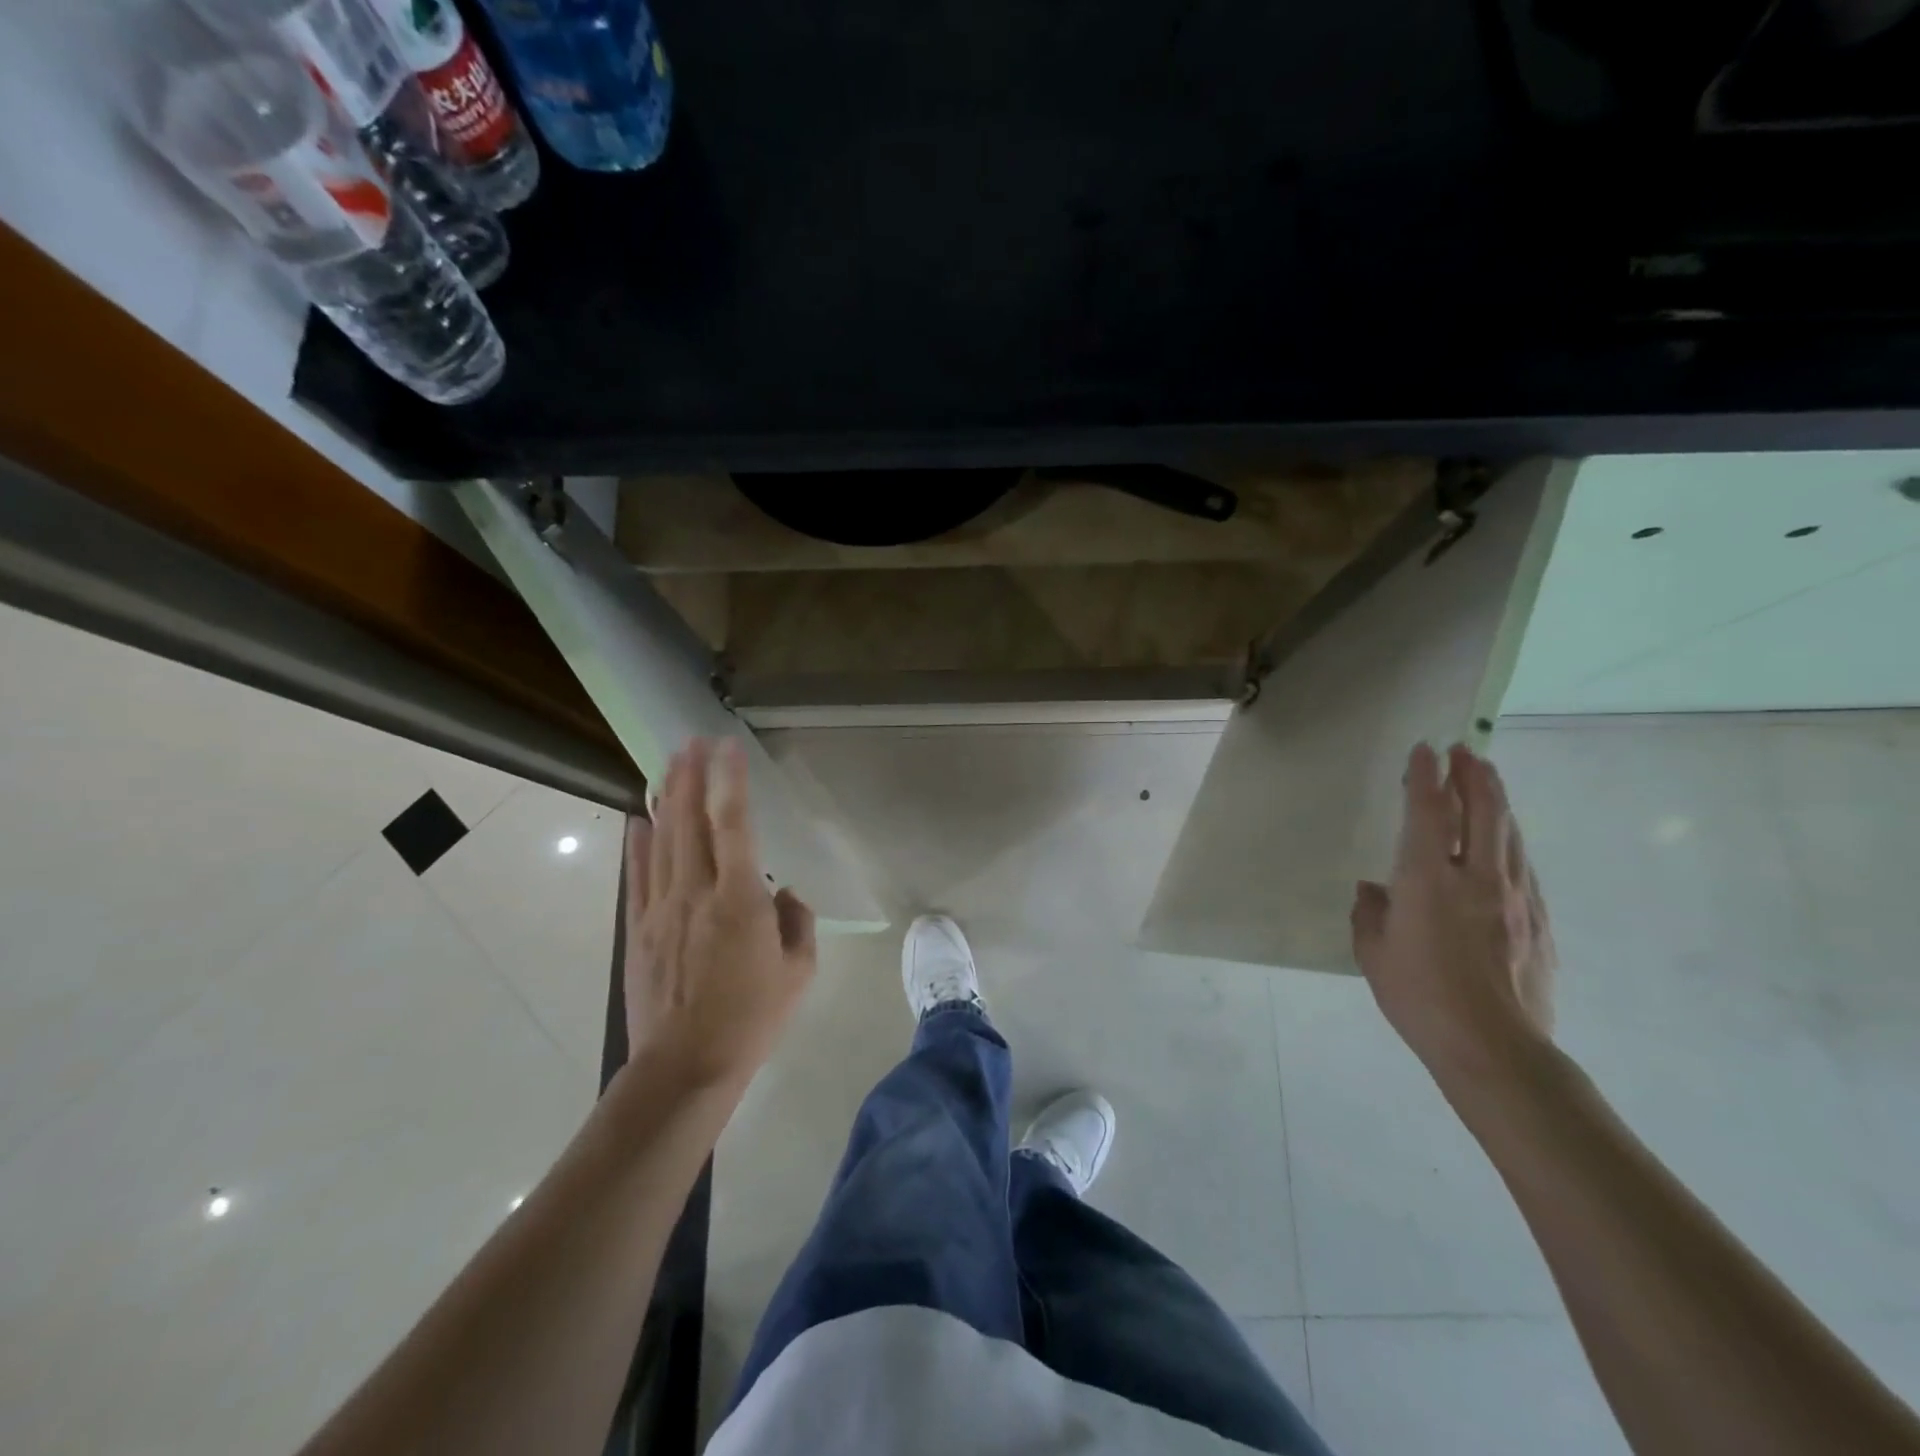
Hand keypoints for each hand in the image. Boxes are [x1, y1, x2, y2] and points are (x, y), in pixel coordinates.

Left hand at [622, 738, 816, 1091]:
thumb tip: (784, 895)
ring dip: (665, 798)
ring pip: (661, 840)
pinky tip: (637, 819)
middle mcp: (696, 891)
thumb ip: (797, 923)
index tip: (729, 748)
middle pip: (689, 820)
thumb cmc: (752, 1018)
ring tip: (667, 764)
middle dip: (690, 775)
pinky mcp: (638, 929)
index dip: (730, 781)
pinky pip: (638, 875)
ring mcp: (661, 908)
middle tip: (691, 741)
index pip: (734, 824)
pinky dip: (638, 843)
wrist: (685, 1065)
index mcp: (739, 899)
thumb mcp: (799, 971)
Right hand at [1351, 743, 1555, 1091]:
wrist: (1494, 1048)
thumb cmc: (1419, 997)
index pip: (1429, 813)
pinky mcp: (1540, 923)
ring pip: (1510, 834)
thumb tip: (1374, 890)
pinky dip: (1511, 841)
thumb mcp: (1373, 954)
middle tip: (1466, 750)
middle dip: (1473, 775)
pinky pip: (1524, 867)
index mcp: (1428, 881)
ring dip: (1497, 801)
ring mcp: (1516, 899)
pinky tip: (1507, 841)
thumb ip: (1369, 913)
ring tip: (1488, 780)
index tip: (1424, 751)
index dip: (1425, 777)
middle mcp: (1477, 878)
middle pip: (1483, 811)